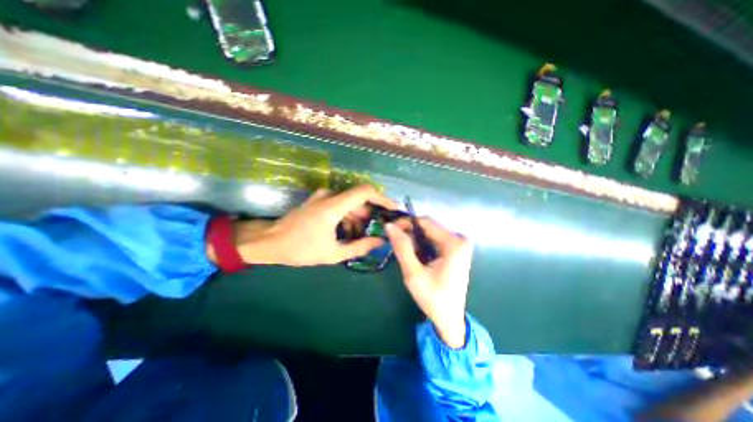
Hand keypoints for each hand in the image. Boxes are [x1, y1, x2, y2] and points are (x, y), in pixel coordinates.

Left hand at [234, 185, 399, 264]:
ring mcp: (322, 198)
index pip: (365, 192)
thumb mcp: (333, 253)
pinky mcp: (318, 202)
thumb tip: (380, 242)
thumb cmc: (299, 249)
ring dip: (358, 218)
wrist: (269, 242)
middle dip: (370, 215)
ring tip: (360, 236)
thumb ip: (359, 247)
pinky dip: (347, 217)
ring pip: (349, 204)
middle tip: (377, 230)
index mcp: (333, 206)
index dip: (382, 198)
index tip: (393, 209)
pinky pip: (339, 205)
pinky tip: (346, 233)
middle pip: (359, 199)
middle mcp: (330, 196)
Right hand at [384, 216, 471, 347]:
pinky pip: (435, 240)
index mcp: (454, 243)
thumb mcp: (413, 273)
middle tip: (393, 239)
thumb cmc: (433, 298)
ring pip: (430, 233)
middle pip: (429, 227)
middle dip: (409, 231)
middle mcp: (460, 239)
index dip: (405, 222)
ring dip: (414, 238)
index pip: (426, 222)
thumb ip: (402, 248)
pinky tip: (414, 254)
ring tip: (401, 248)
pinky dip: (422, 244)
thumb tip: (389, 226)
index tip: (390, 227)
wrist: (449, 319)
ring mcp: (459, 245)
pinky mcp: (456, 251)